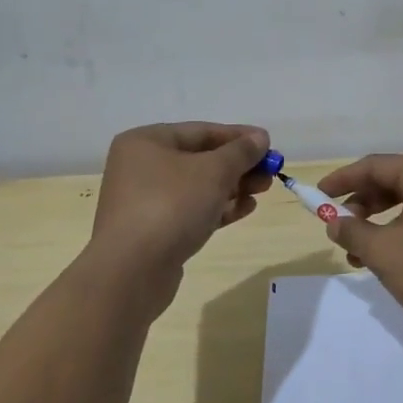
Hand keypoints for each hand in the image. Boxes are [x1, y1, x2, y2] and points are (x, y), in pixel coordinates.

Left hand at [91, 122, 272, 276]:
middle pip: (200, 159)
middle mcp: (141, 167)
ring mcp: (145, 201)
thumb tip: (260, 138)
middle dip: (239, 165)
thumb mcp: (214, 171)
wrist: (132, 271)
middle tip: (270, 172)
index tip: (269, 144)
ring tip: (263, 191)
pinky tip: (245, 209)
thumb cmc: (171, 205)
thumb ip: (240, 152)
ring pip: (198, 187)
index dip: (239, 136)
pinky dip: (218, 208)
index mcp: (146, 142)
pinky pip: (191, 211)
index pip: (201, 131)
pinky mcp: (154, 230)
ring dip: (233, 187)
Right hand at [317, 155, 402, 336]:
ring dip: (377, 224)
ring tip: (356, 254)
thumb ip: (353, 232)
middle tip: (338, 229)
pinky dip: (398, 234)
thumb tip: (335, 223)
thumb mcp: (383, 252)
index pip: (375, 165)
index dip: (342, 179)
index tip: (317, 196)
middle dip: (360, 204)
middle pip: (392, 182)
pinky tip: (386, 261)